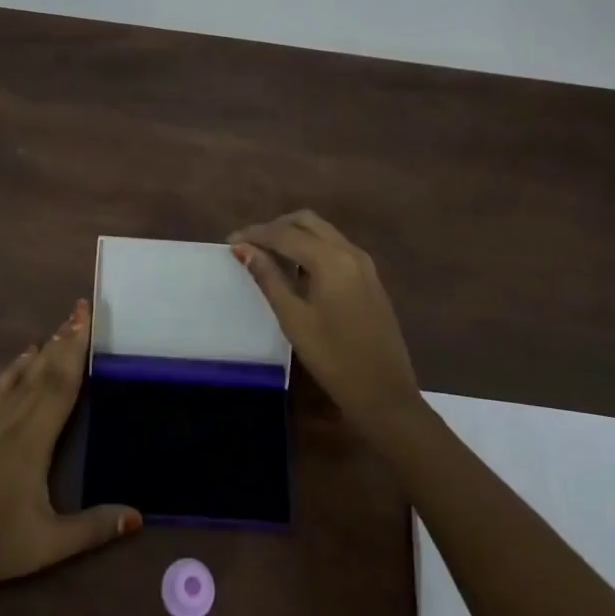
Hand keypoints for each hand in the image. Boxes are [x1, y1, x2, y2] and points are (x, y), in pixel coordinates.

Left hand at [0, 300, 140, 596]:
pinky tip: (22, 357)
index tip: (86, 317)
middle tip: (80, 308)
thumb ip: (93, 528)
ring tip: (60, 328)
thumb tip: (137, 515)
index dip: (76, 349)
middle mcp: (11, 418)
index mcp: (34, 440)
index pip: (62, 383)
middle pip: (44, 371)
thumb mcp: (46, 546)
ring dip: (43, 350)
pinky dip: (13, 367)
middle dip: (65, 339)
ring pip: (20, 374)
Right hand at [230, 211, 420, 434]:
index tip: (230, 242)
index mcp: (331, 260)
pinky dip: (312, 247)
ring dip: (294, 235)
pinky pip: (335, 247)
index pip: (285, 233)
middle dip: (276, 227)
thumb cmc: (333, 358)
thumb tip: (244, 249)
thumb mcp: (293, 318)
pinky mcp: (370, 278)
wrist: (384, 393)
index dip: (255, 234)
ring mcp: (364, 264)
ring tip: (268, 256)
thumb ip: (269, 278)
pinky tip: (296, 270)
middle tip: (250, 246)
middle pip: (307, 222)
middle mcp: (350, 252)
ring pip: (323, 232)